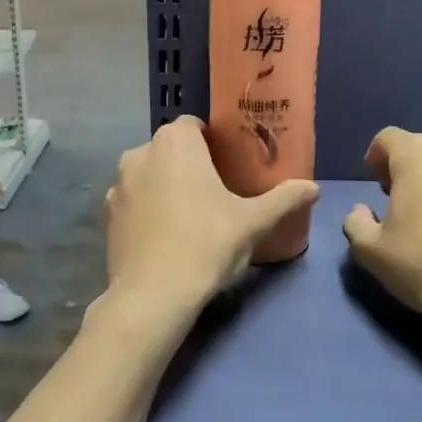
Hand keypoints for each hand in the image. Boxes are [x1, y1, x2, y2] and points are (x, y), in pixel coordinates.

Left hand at [106, 116, 319, 309]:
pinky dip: (147, 211)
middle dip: (190, 164)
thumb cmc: (207, 244)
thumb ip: (284, 199)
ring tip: (190, 217)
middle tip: (216, 193)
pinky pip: (133, 202)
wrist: (153, 295)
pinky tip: (165, 236)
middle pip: (170, 149)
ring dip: (165, 186)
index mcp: (175, 142)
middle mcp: (139, 152)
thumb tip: (314, 188)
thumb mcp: (253, 222)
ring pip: (149, 175)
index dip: (213, 143)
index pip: (194, 126)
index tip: (230, 166)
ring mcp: (118, 184)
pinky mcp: (107, 216)